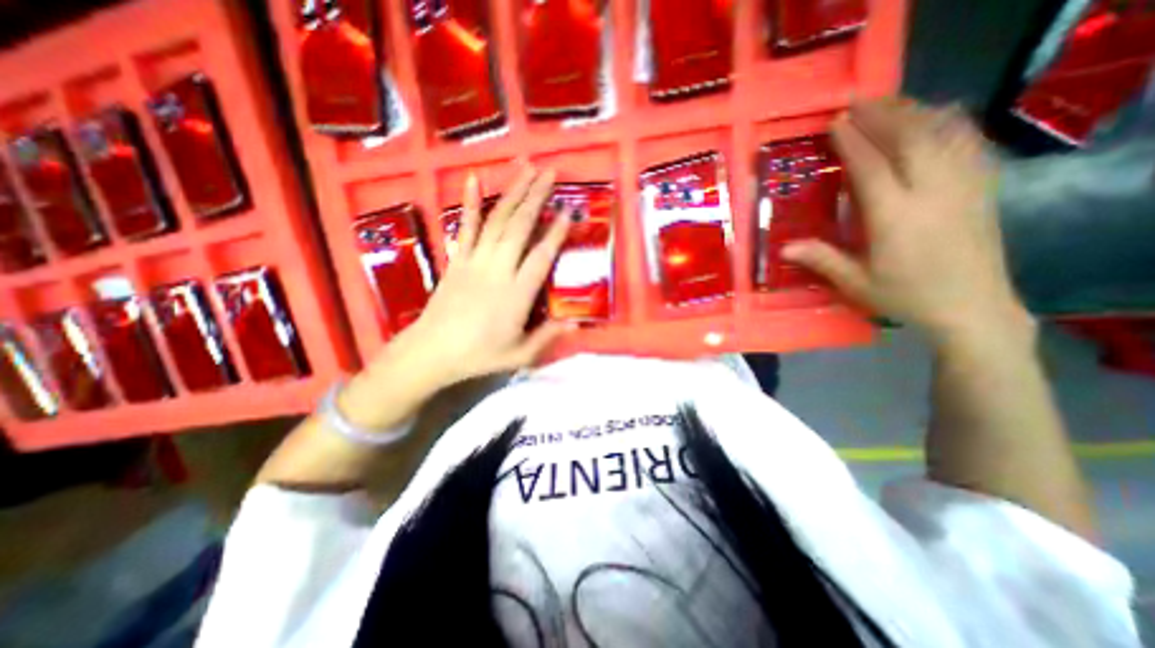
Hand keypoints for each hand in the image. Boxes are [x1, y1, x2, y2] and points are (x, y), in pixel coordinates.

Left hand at [378, 165, 569, 393]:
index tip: (568, 211)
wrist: (432, 352)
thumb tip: (577, 323)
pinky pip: (465, 227)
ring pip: (497, 220)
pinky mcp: (457, 259)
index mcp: (517, 294)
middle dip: (536, 197)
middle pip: (519, 227)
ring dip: (513, 193)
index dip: (556, 232)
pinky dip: (470, 202)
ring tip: (526, 169)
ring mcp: (474, 261)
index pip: (541, 256)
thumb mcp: (520, 355)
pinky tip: (474, 180)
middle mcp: (498, 270)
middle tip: (550, 173)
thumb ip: (548, 337)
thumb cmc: (479, 355)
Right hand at [781, 97, 1034, 343]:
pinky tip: (937, 117)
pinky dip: (950, 124)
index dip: (853, 142)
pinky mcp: (981, 189)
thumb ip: (822, 260)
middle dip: (883, 116)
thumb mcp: (856, 283)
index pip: (872, 168)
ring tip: (890, 103)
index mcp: (895, 218)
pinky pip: (969, 144)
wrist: (972, 307)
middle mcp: (931, 193)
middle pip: (910, 140)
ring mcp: (962, 187)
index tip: (836, 123)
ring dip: (915, 113)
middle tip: (859, 102)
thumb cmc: (906, 296)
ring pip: (943, 135)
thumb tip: (784, 247)